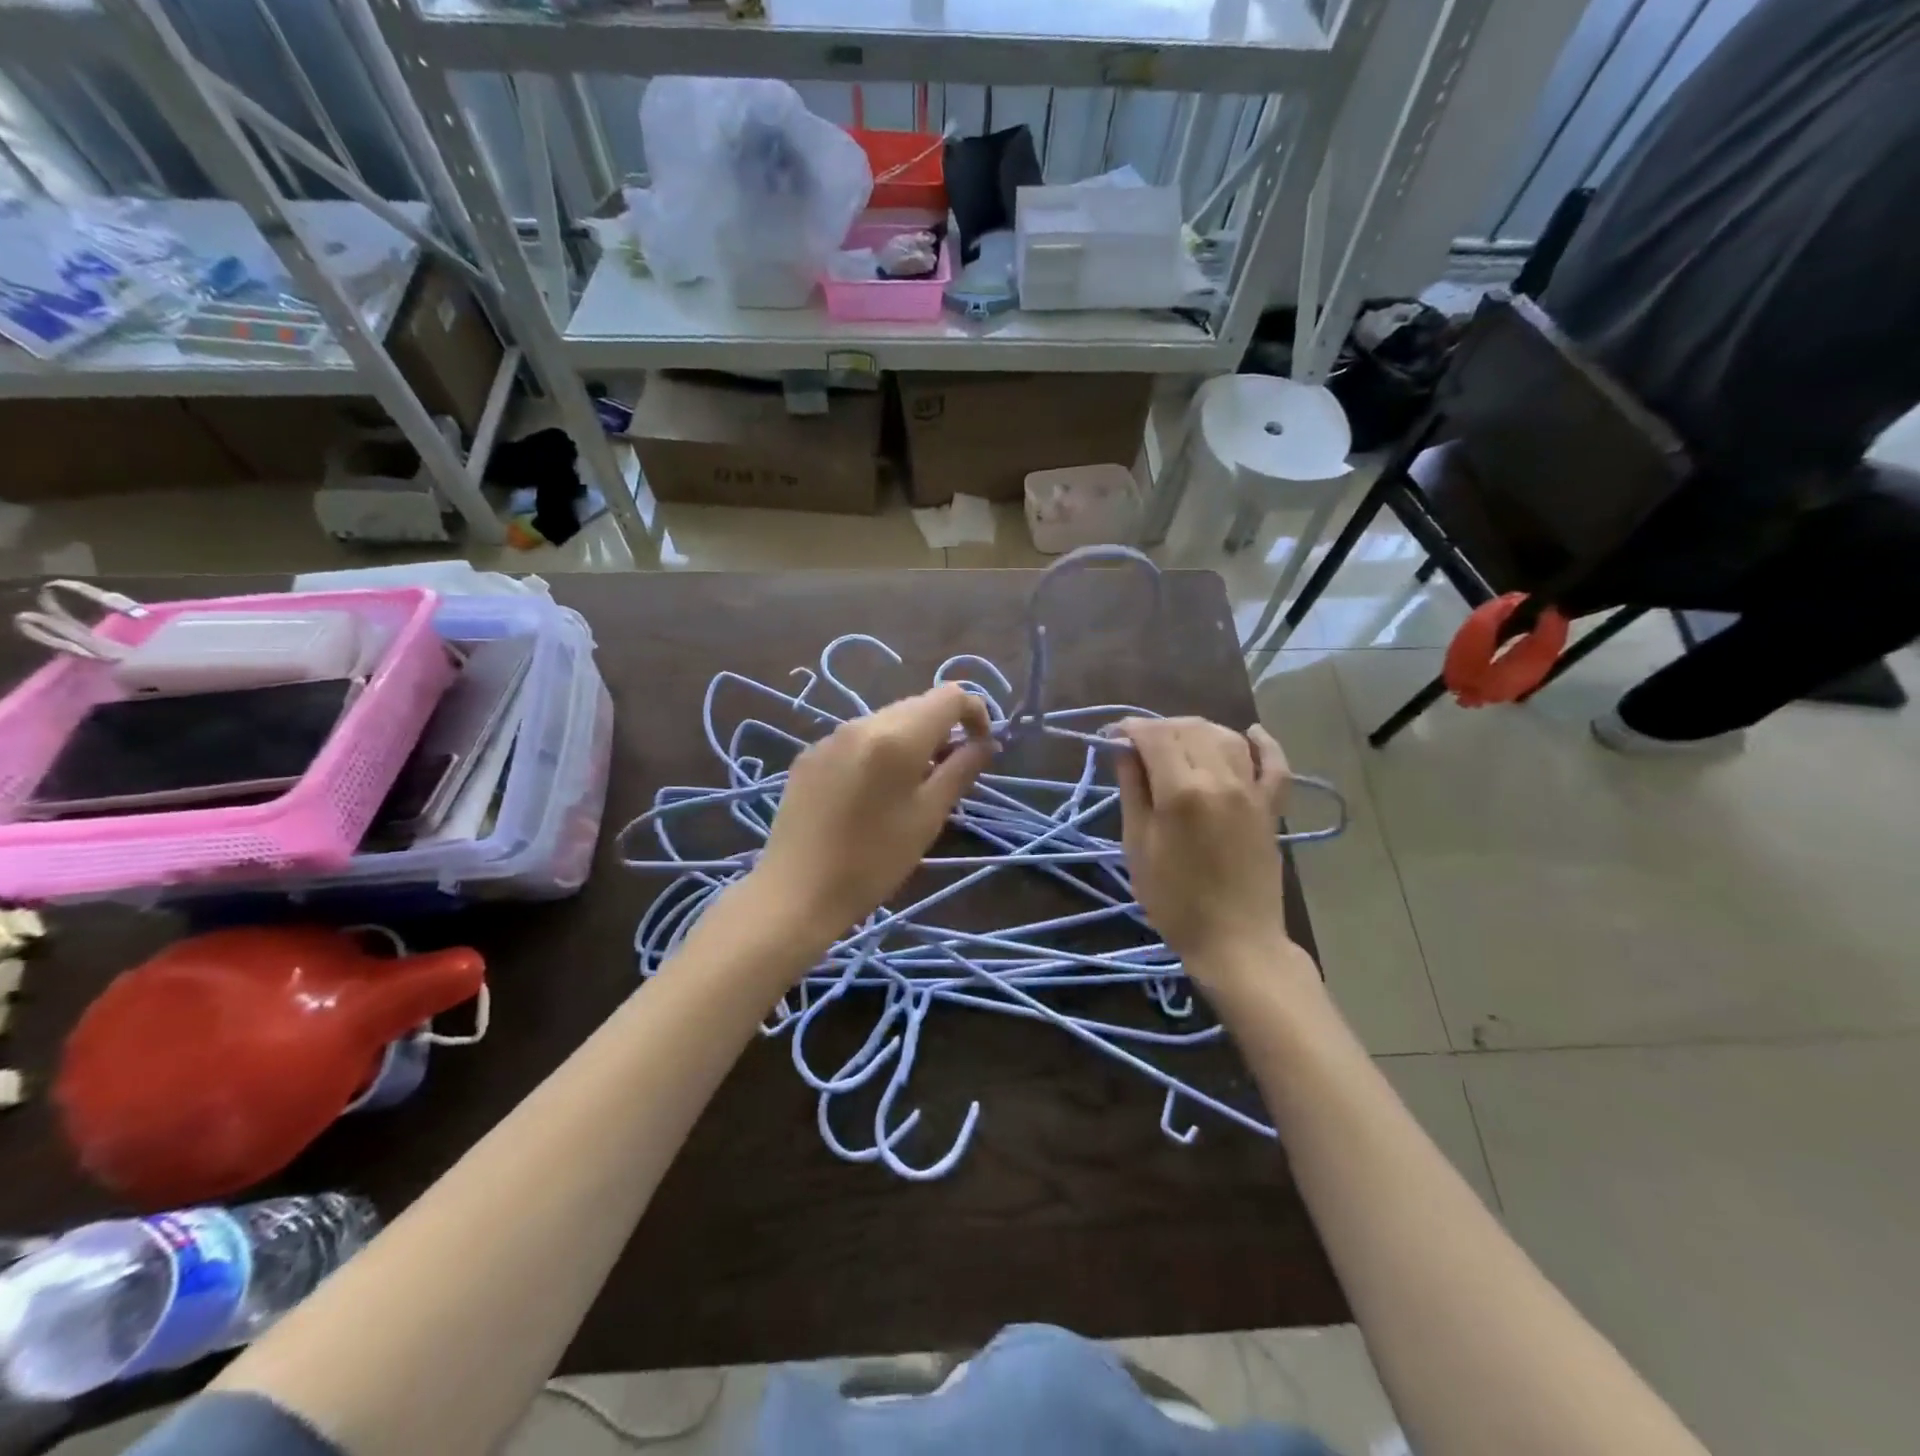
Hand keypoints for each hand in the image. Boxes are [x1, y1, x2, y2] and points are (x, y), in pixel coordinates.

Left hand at [753, 684, 993, 936]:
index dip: (974, 713)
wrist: (796, 891)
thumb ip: (961, 770)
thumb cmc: (874, 860)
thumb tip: (986, 743)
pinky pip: (857, 740)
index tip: (980, 748)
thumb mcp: (928, 817)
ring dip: (910, 741)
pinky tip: (870, 794)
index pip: (949, 696)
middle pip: (917, 705)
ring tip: (911, 787)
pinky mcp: (809, 756)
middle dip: (942, 729)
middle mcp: (862, 723)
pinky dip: (877, 753)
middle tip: (949, 773)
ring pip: (886, 722)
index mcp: (897, 736)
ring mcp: (830, 737)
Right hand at [1114, 717, 1294, 981]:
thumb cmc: (1174, 901)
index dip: (1131, 728)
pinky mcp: (1271, 807)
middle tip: (1139, 746)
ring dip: (1197, 731)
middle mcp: (1220, 779)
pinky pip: (1274, 764)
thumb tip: (1124, 750)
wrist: (1235, 942)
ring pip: (1226, 737)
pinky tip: (1250, 733)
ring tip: (1177, 745)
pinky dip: (1263, 743)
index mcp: (1181, 791)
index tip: (1114, 736)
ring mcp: (1251, 791)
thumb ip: (1133, 791)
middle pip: (1189, 729)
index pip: (1155, 736)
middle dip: (1160, 728)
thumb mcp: (1138, 846)